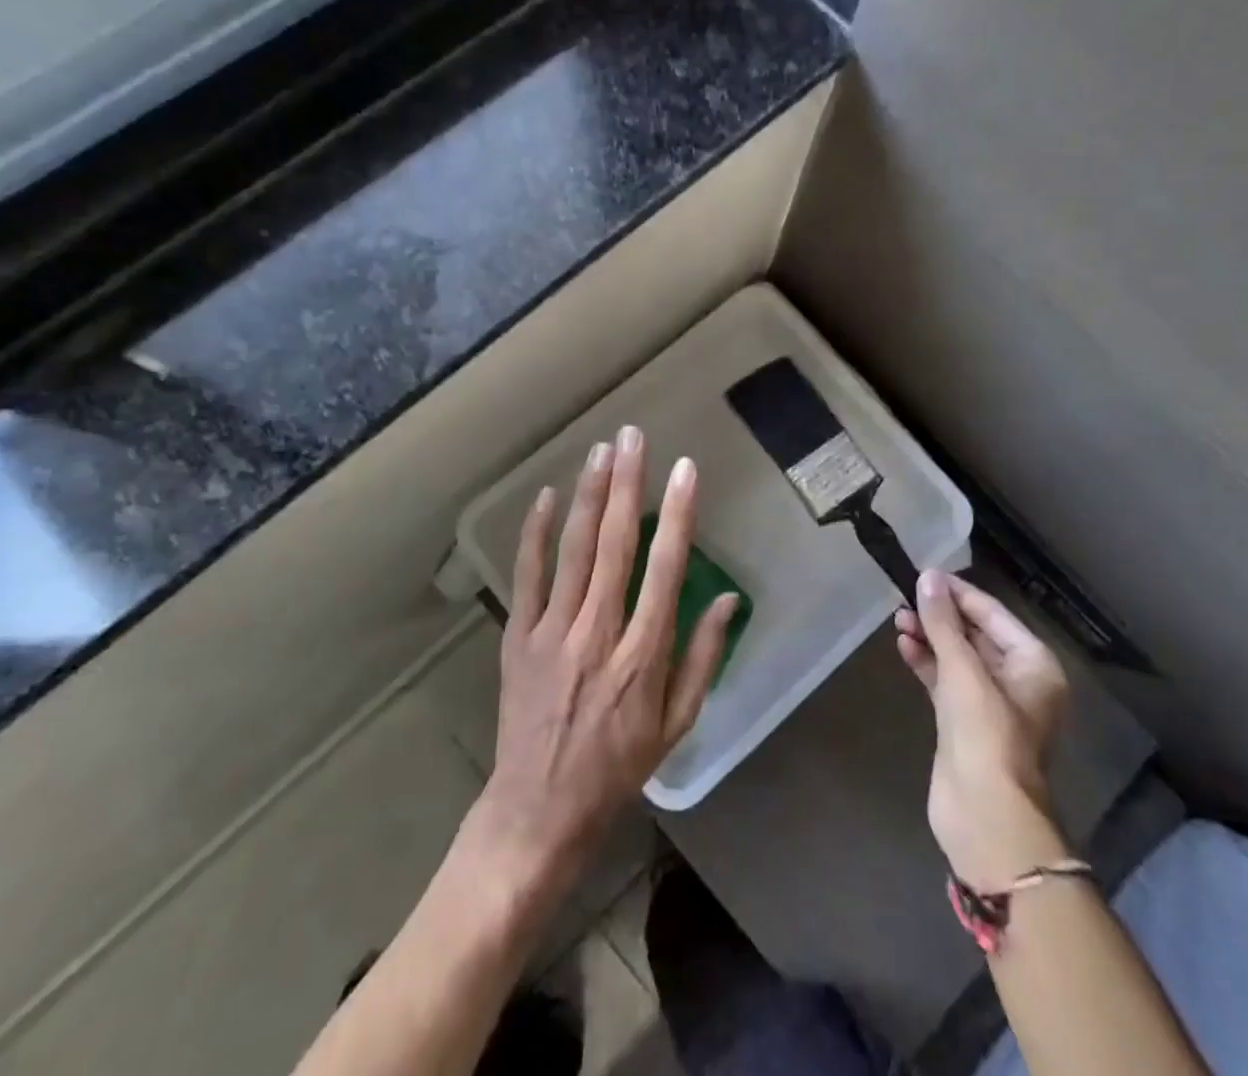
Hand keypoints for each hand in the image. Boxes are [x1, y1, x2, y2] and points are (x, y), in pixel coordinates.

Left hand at [468, 427, 737, 895]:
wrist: (538, 810)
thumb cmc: (618, 767)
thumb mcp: (677, 724)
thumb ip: (703, 658)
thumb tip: (729, 600)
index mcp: (643, 656)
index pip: (666, 569)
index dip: (678, 515)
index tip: (686, 471)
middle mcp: (598, 634)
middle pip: (614, 545)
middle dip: (627, 485)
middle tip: (633, 437)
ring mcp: (553, 633)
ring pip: (573, 551)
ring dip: (588, 496)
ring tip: (600, 451)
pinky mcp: (518, 637)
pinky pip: (528, 576)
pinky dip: (536, 533)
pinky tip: (546, 496)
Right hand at [895, 570, 1070, 888]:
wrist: (985, 816)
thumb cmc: (986, 734)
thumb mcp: (964, 671)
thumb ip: (943, 623)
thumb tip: (928, 577)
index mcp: (1033, 664)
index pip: (993, 614)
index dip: (958, 593)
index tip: (924, 574)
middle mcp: (1018, 680)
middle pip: (975, 634)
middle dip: (941, 616)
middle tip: (905, 596)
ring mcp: (991, 704)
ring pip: (958, 658)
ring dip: (930, 637)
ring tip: (898, 618)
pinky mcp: (966, 723)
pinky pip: (946, 681)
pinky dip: (927, 663)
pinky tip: (903, 646)